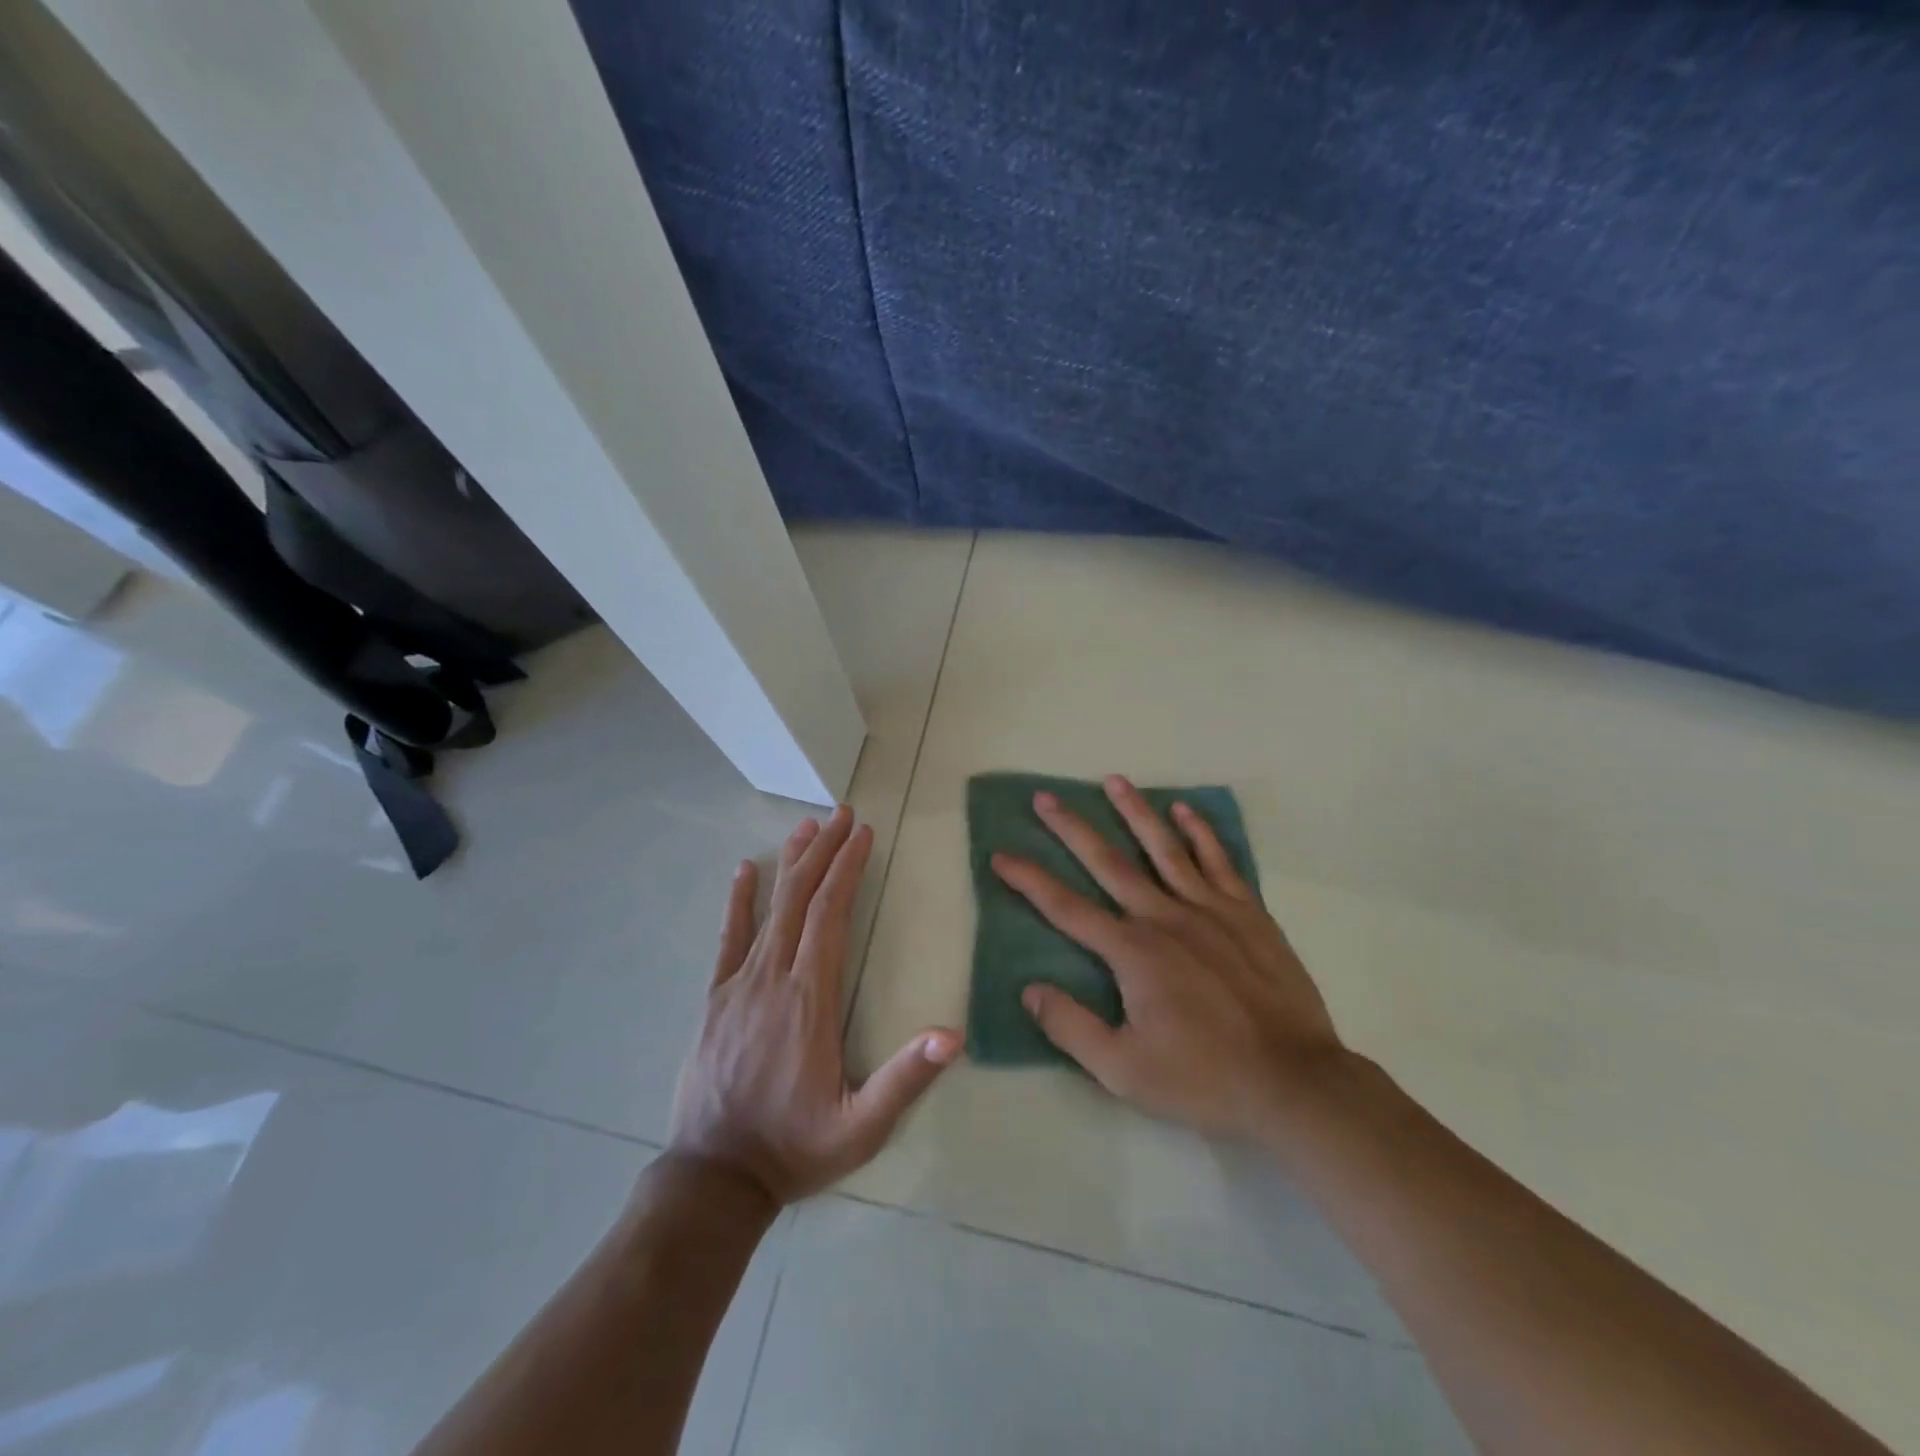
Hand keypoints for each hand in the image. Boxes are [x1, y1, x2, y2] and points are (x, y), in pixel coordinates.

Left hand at [668, 806, 960, 1206]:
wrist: (713, 1178)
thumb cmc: (794, 1147)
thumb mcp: (862, 1127)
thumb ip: (906, 1079)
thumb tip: (954, 1034)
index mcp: (810, 998)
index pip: (831, 915)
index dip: (848, 870)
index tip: (863, 834)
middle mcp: (774, 978)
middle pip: (801, 900)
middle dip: (824, 852)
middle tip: (840, 814)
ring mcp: (739, 985)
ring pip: (768, 910)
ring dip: (789, 864)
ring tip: (805, 827)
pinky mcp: (715, 999)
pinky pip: (728, 939)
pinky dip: (738, 901)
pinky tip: (744, 871)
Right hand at [992, 776, 1345, 1142]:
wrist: (1293, 1082)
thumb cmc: (1203, 1079)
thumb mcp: (1123, 1071)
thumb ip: (1071, 1027)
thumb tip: (1029, 989)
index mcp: (1132, 952)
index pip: (1065, 908)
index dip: (1029, 880)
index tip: (1001, 855)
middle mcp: (1164, 917)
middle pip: (1108, 863)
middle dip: (1071, 828)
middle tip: (1044, 797)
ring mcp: (1209, 910)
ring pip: (1163, 848)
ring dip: (1135, 812)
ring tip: (1113, 780)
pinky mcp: (1247, 913)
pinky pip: (1218, 862)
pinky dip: (1200, 833)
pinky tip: (1184, 810)